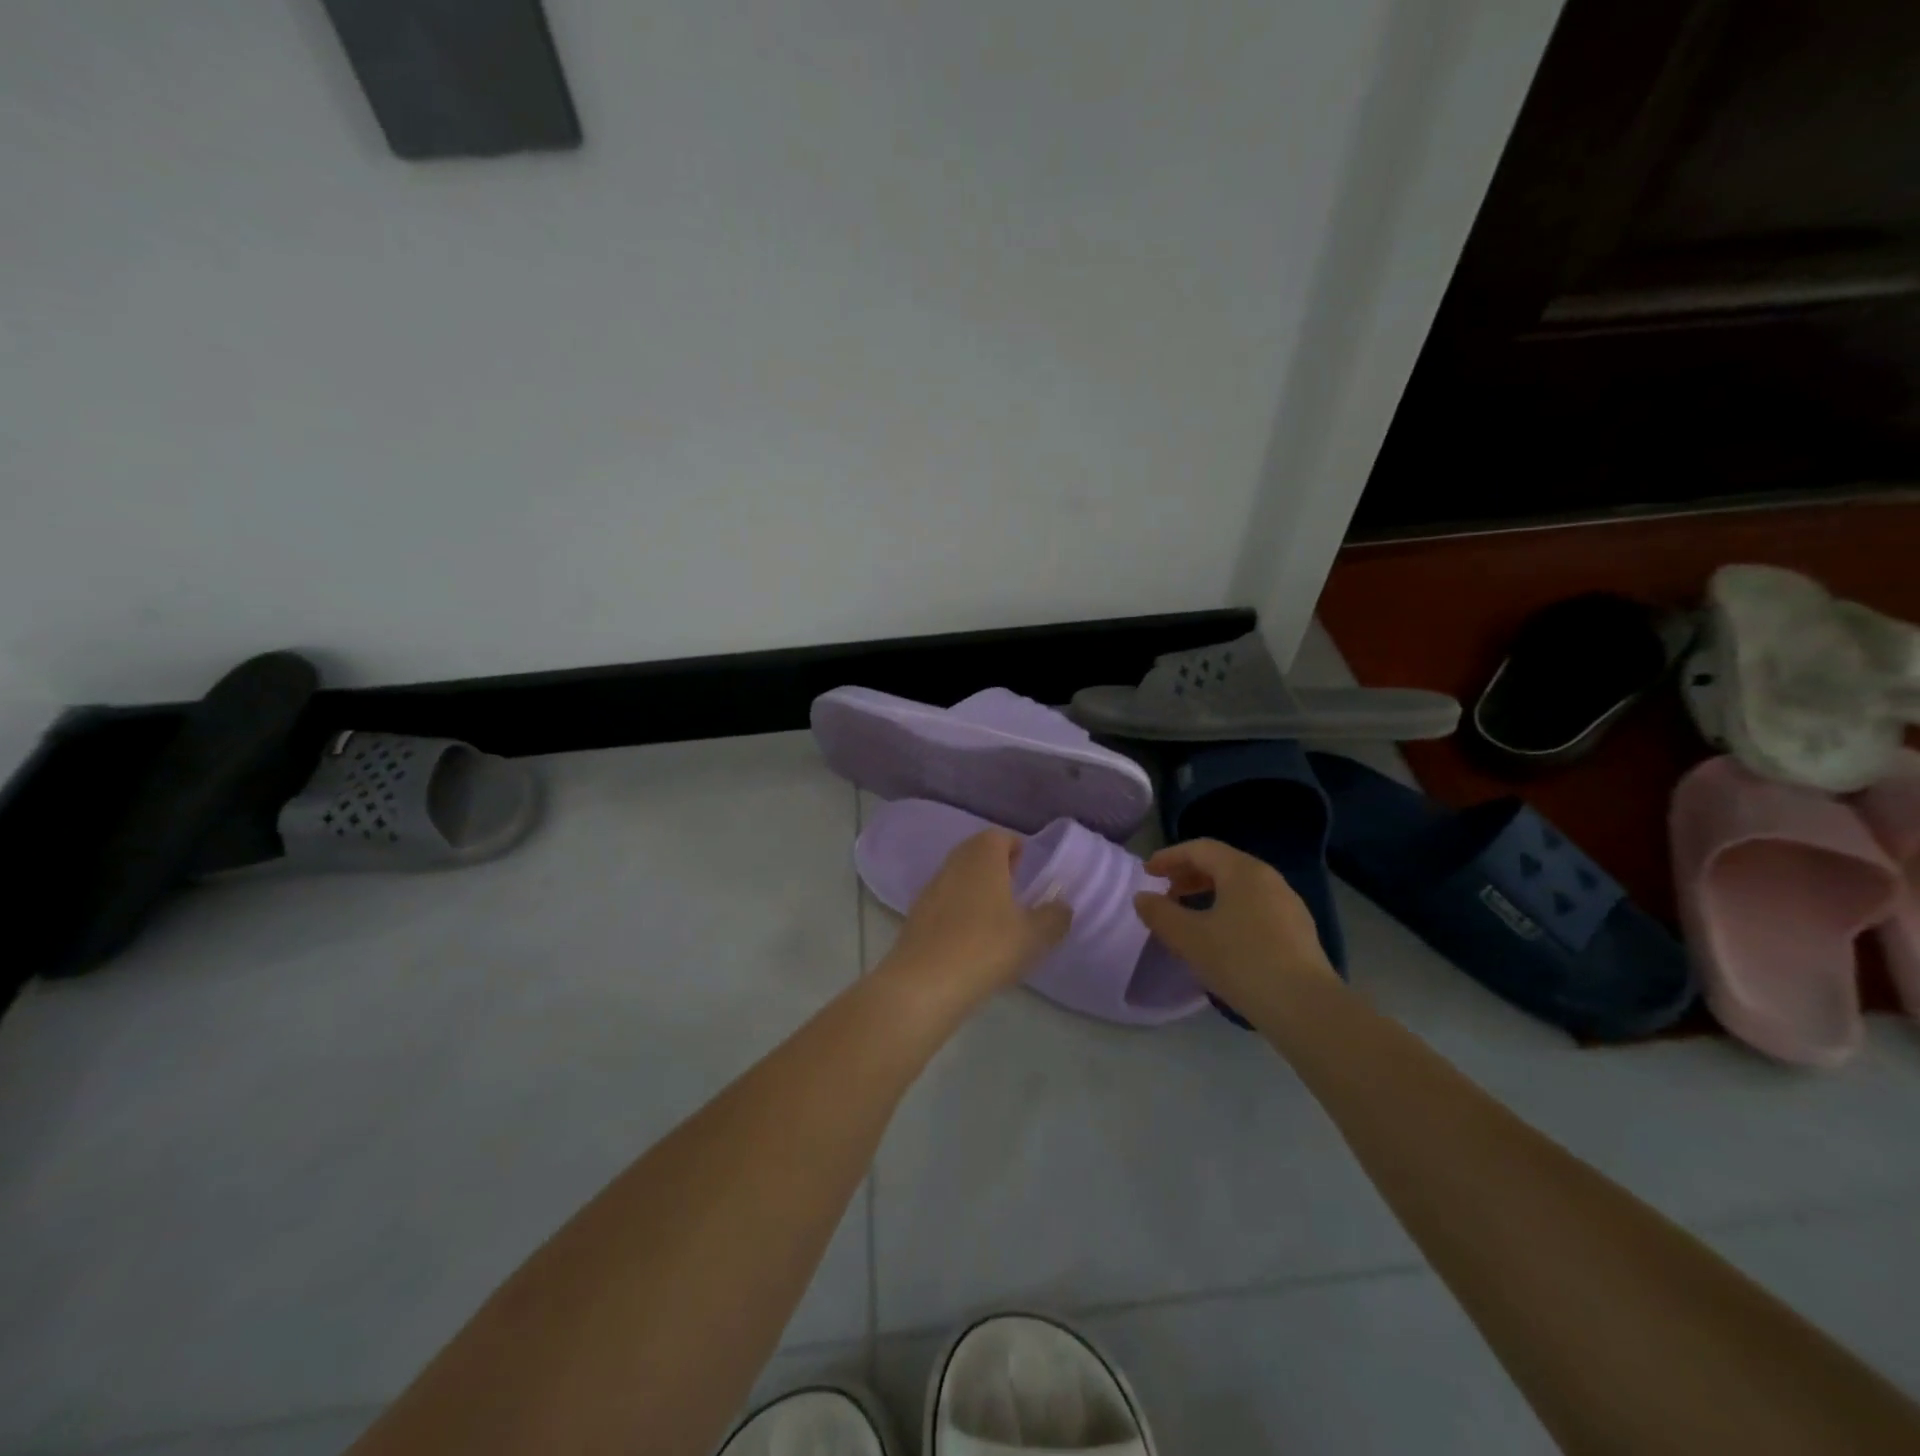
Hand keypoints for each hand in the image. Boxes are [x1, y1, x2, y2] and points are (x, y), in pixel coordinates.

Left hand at [880, 829, 1072, 1009]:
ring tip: (996, 915)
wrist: (925, 983)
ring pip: (957, 876)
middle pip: (974, 852)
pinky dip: (958, 909)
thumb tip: (1062, 906)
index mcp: (982, 858)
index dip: (1014, 847)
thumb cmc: (986, 948)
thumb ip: (1054, 917)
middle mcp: (953, 864)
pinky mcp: (916, 916)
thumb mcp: (1034, 936)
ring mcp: (931, 889)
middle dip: (995, 864)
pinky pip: (943, 901)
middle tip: (1014, 886)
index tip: (1027, 866)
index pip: (998, 837)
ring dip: (975, 887)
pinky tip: (970, 937)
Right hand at [1133, 839, 1334, 1015]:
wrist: (1304, 1007)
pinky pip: (1255, 908)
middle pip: (1222, 864)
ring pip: (1240, 887)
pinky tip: (1221, 939)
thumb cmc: (1241, 961)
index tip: (1147, 873)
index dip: (1169, 857)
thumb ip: (1160, 913)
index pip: (1200, 849)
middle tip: (1166, 893)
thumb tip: (1143, 898)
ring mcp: (1288, 905)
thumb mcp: (1188, 937)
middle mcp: (1269, 879)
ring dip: (1209, 894)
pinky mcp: (1298, 932)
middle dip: (1189, 875)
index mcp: (1243, 870)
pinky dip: (1229, 911)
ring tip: (1189, 917)